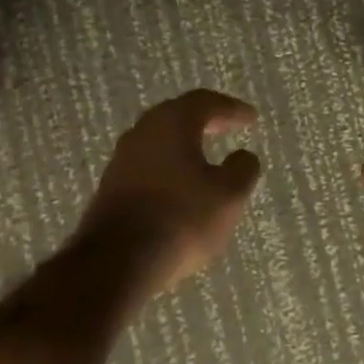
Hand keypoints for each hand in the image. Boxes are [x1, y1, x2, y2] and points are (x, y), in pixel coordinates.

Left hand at [76, 89, 262, 301]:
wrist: (117, 261)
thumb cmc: (181, 218)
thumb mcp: (229, 195)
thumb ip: (242, 169)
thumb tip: (243, 156)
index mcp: (173, 122)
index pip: (206, 102)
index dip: (232, 109)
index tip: (252, 118)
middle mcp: (143, 131)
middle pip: (178, 115)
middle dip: (206, 120)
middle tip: (229, 126)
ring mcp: (122, 159)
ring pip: (160, 140)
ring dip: (185, 143)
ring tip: (206, 155)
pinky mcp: (111, 187)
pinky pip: (148, 163)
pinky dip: (169, 165)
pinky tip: (181, 184)